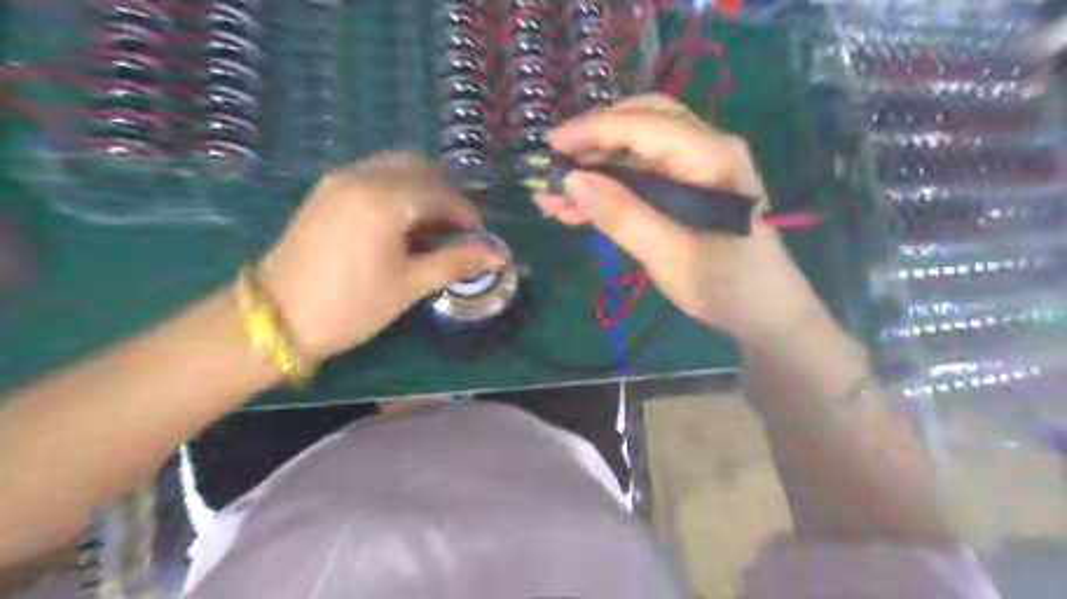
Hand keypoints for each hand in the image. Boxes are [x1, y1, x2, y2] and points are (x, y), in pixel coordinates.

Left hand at [261, 154, 504, 360]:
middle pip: (419, 167)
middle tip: (459, 228)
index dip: (467, 213)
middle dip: (447, 193)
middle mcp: (361, 176)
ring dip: (422, 188)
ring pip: (395, 167)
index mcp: (384, 199)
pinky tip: (403, 222)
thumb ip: (456, 261)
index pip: (441, 192)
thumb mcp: (410, 285)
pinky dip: (398, 189)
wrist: (276, 318)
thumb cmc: (351, 306)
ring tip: (434, 226)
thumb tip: (499, 253)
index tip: (481, 238)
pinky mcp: (325, 191)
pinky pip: (373, 175)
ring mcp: (338, 180)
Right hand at [544, 93, 823, 345]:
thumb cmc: (727, 286)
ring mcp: (695, 171)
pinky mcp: (686, 192)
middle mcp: (705, 150)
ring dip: (595, 169)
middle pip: (641, 124)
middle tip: (554, 163)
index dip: (592, 130)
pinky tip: (577, 209)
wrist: (765, 314)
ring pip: (635, 152)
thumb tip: (571, 180)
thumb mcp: (670, 256)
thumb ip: (622, 216)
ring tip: (553, 196)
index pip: (643, 125)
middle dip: (593, 141)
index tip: (550, 144)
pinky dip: (608, 190)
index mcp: (711, 156)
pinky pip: (640, 179)